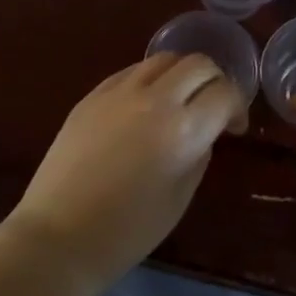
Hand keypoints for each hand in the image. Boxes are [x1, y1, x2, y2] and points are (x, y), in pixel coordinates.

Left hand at [2, 53, 245, 291]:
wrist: (58, 236)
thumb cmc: (127, 231)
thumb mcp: (180, 198)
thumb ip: (199, 154)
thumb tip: (204, 132)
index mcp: (183, 128)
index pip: (225, 93)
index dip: (237, 107)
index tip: (233, 128)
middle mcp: (154, 98)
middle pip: (198, 63)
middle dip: (214, 81)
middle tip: (211, 109)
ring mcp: (118, 92)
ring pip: (163, 59)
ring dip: (181, 75)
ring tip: (177, 102)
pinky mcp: (92, 95)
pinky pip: (130, 71)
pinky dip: (149, 79)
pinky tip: (144, 106)